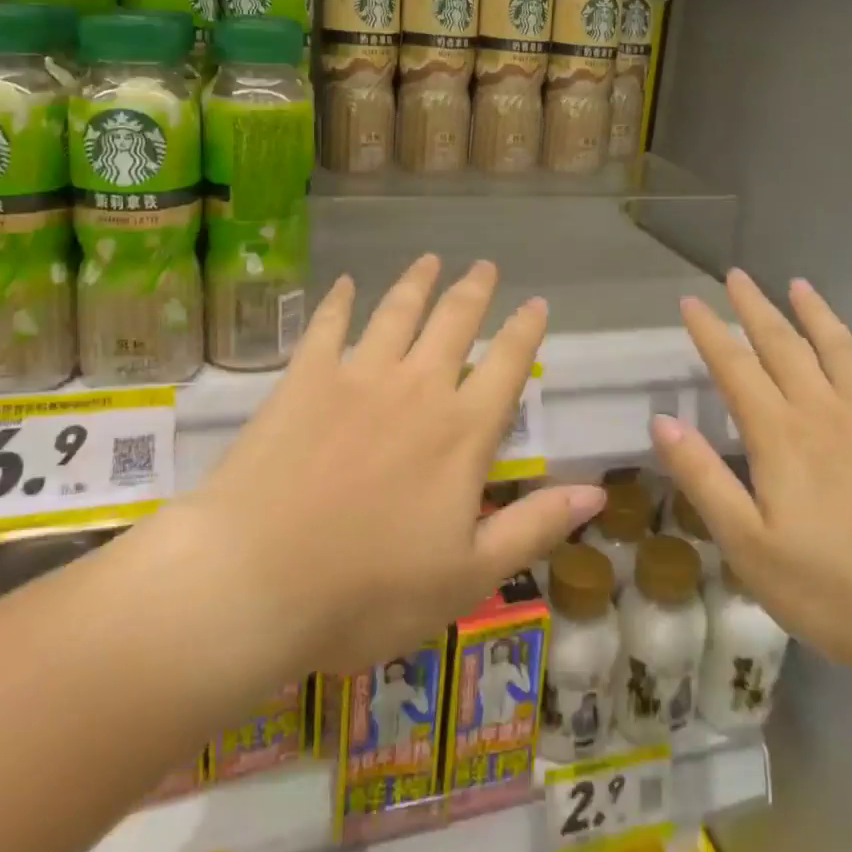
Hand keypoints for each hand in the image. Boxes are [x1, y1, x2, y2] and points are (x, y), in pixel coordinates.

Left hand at [184, 256, 605, 675]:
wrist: (255, 582)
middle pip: (454, 322)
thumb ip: (534, 526)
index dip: (526, 331)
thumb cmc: (368, 592)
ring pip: (397, 312)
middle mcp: (417, 388)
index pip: (506, 365)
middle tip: (484, 266)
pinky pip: (327, 326)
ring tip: (430, 260)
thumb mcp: (468, 576)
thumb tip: (597, 490)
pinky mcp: (304, 380)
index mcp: (461, 432)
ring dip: (417, 282)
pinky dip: (338, 302)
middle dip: (474, 290)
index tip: (537, 303)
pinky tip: (343, 284)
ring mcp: (357, 377)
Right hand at [649, 270, 851, 684]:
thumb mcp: (749, 547)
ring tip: (798, 284)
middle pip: (784, 345)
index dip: (709, 331)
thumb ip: (703, 478)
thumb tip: (662, 421)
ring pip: (840, 349)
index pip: (734, 368)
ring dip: (816, 313)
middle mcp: (826, 412)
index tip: (690, 300)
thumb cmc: (837, 591)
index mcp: (780, 436)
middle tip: (737, 275)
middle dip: (755, 307)